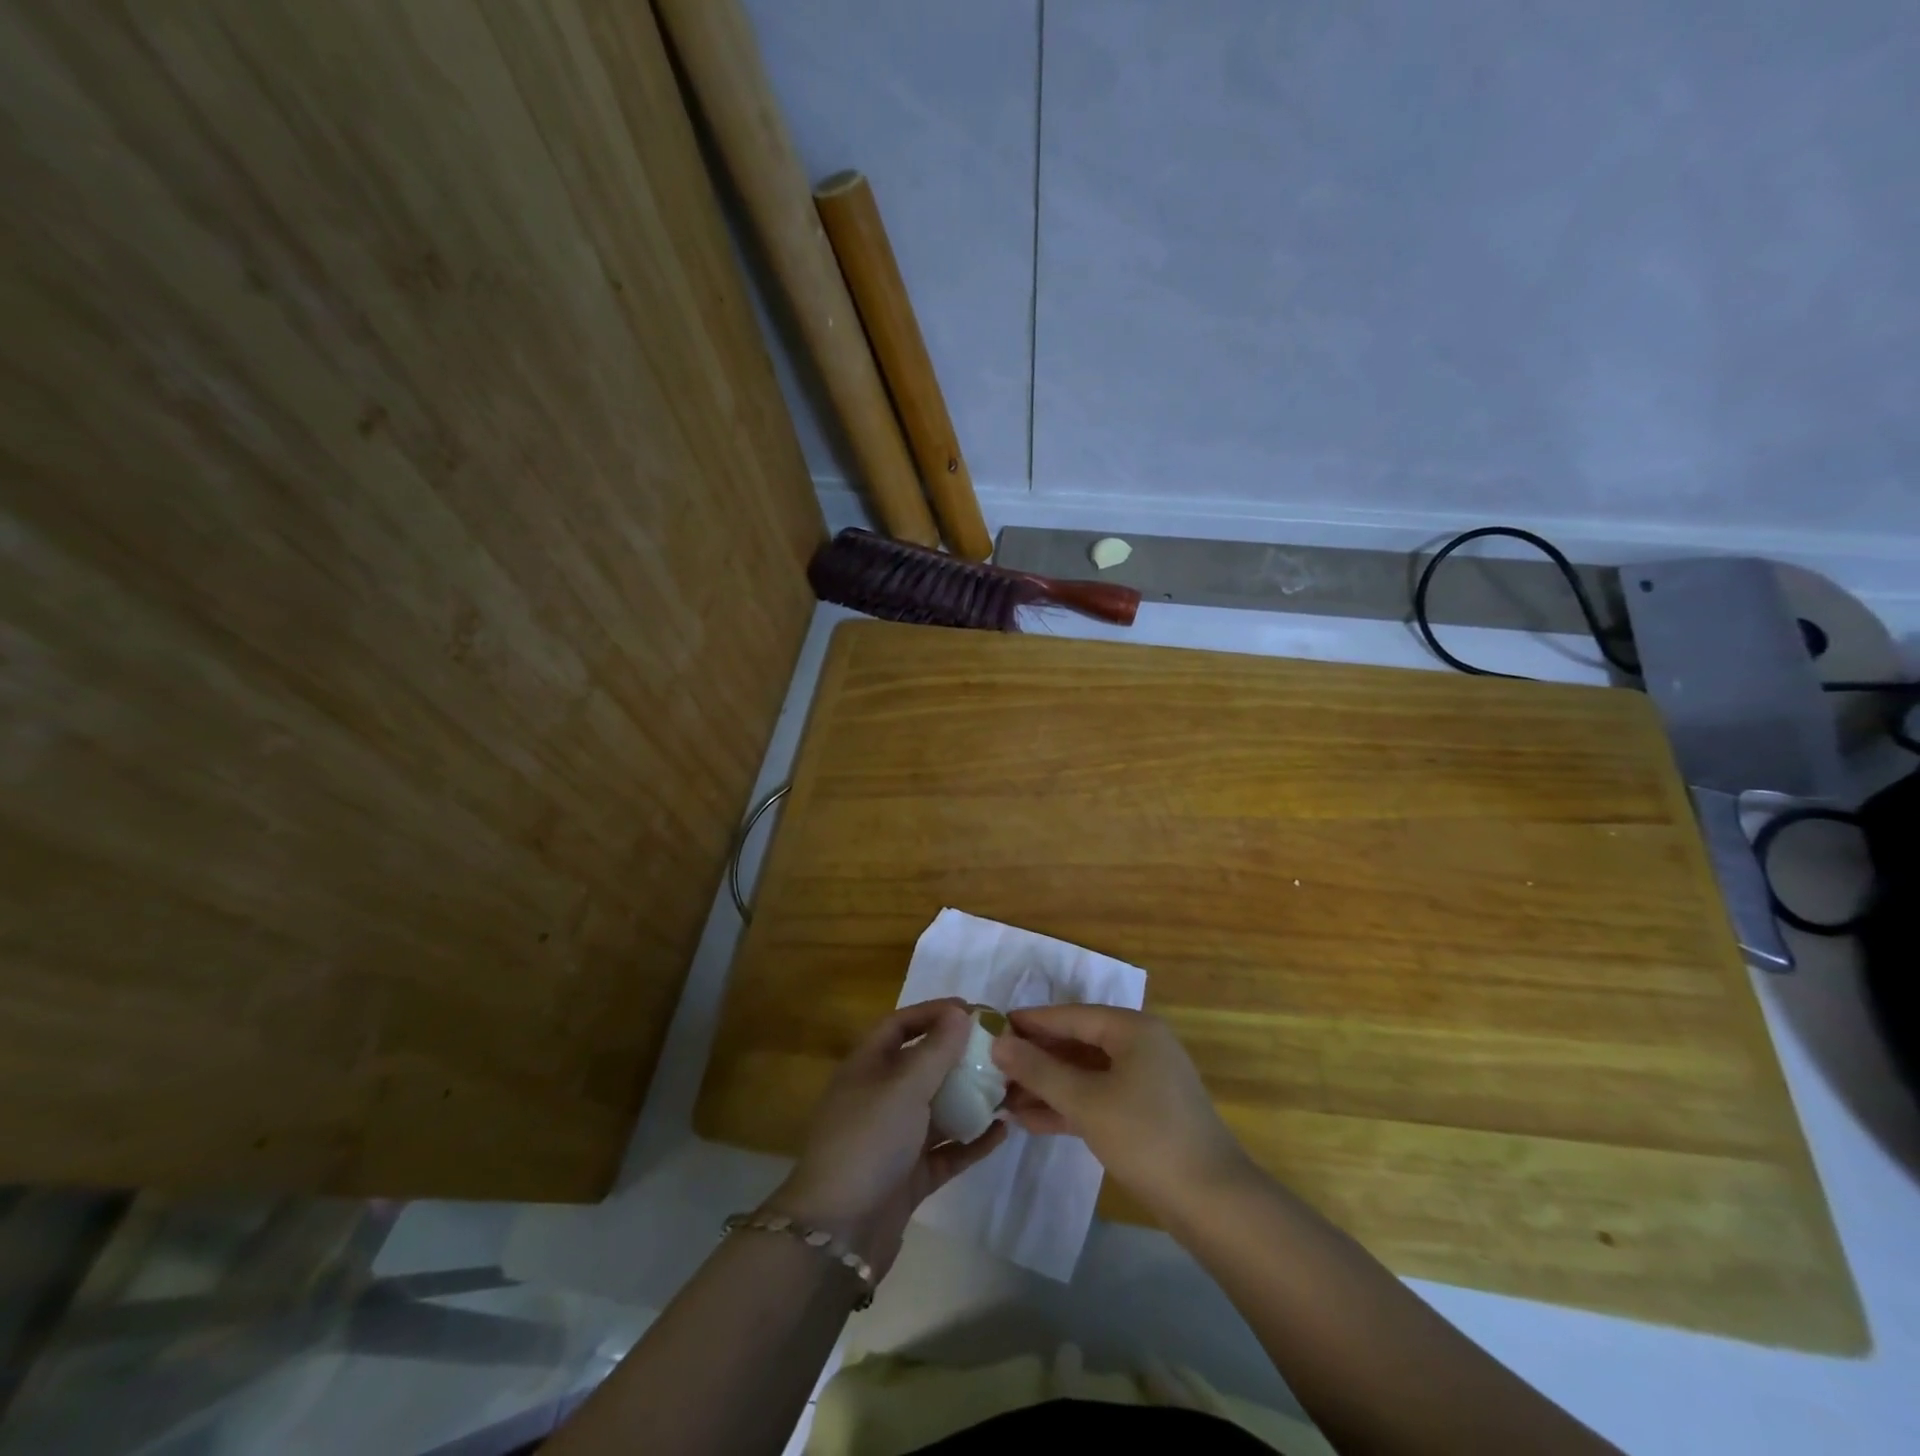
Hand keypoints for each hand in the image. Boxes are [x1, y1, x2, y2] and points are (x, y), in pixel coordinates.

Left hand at [770, 999, 1005, 1278]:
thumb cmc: (868, 1140)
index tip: (973, 1010)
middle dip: (958, 1055)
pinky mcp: (909, 1176)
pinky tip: (1002, 1131)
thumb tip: (960, 1012)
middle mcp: (879, 1097)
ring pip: (937, 1108)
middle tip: (999, 1049)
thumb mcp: (904, 1086)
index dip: (933, 1012)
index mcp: (867, 1066)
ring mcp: (894, 1138)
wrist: (838, 1233)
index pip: (900, 1024)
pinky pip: (946, 1150)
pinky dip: (972, 1140)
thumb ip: (936, 1050)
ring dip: (970, 1097)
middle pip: (922, 1065)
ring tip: (1008, 1087)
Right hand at [991, 1005, 1253, 1220]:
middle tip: (993, 1067)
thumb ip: (1039, 1070)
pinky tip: (1030, 1120)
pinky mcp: (1145, 1113)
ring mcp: (1145, 1081)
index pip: (1071, 1016)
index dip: (1030, 1022)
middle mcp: (1141, 1046)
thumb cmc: (1146, 1137)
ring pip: (1086, 1074)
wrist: (1213, 1203)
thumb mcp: (1086, 1101)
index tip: (992, 1026)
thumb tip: (998, 1043)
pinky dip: (1068, 1106)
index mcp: (1133, 1029)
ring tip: (1003, 1098)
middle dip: (1036, 1059)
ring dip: (1047, 1086)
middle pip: (1078, 1043)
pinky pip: (1098, 1098)